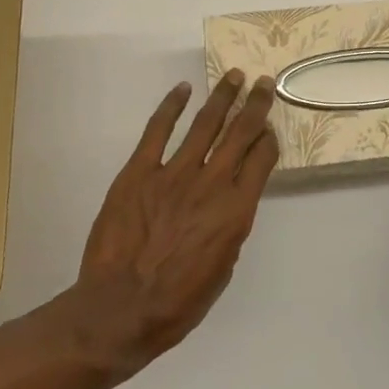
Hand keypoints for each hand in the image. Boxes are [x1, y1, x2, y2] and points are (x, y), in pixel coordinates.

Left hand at [63, 71, 278, 385]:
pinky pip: (157, 131)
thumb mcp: (222, 269)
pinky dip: (171, 106)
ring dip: (222, 96)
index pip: (262, 159)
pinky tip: (183, 89)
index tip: (270, 126)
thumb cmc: (177, 303)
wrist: (119, 311)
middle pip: (241, 132)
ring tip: (234, 77)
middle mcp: (211, 183)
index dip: (269, 138)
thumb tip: (230, 202)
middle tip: (264, 82)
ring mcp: (173, 173)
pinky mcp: (139, 171)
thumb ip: (230, 227)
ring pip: (205, 124)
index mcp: (236, 210)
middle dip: (256, 104)